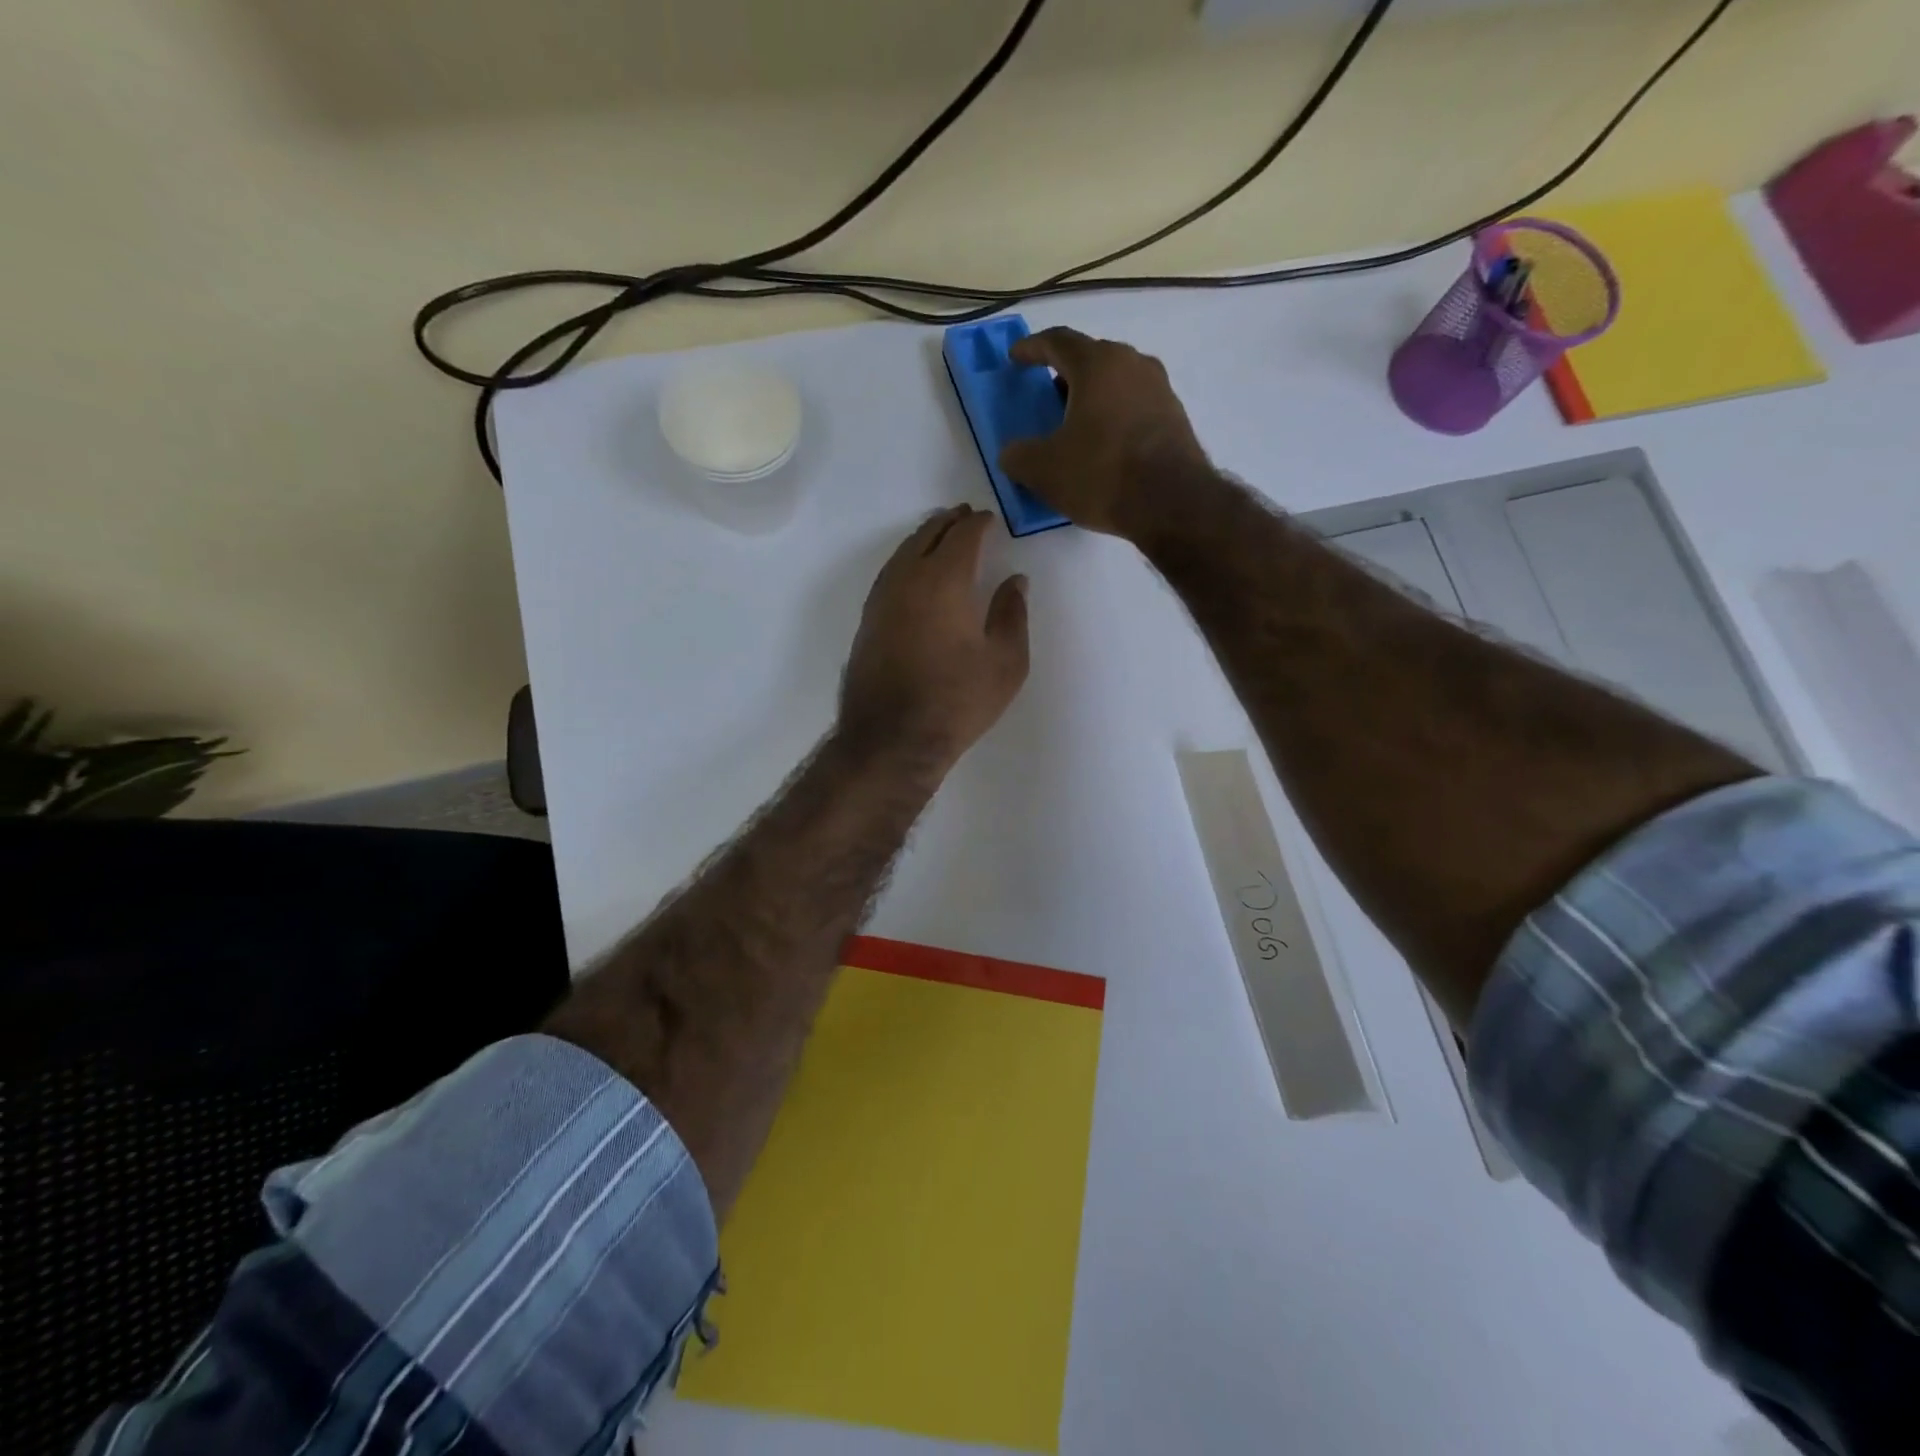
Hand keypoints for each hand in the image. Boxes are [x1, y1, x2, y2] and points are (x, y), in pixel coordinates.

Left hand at [840, 506, 1029, 766]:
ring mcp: (881, 599)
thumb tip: (1015, 580)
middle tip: (966, 517)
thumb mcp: (1005, 662)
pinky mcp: (867, 621)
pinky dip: (907, 561)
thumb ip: (1012, 614)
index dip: (978, 523)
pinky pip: (890, 574)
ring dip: (924, 538)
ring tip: (942, 536)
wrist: (893, 738)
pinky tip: (916, 573)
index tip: (991, 520)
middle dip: (949, 522)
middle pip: (927, 535)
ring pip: (903, 553)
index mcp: (944, 581)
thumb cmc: (957, 701)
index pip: (962, 536)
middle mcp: (907, 579)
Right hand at [997, 327, 1210, 540]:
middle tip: (1047, 395)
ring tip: (1076, 423)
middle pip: (1091, 358)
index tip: (1015, 357)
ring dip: (1093, 396)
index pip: (1057, 341)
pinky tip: (1105, 445)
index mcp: (1096, 364)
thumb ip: (1018, 456)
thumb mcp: (1043, 470)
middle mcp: (1132, 364)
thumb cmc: (1101, 474)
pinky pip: (1135, 406)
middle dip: (1065, 374)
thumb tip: (1011, 453)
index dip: (1031, 348)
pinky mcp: (1176, 417)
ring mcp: (1160, 389)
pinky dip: (1115, 416)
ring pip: (1117, 382)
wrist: (1171, 502)